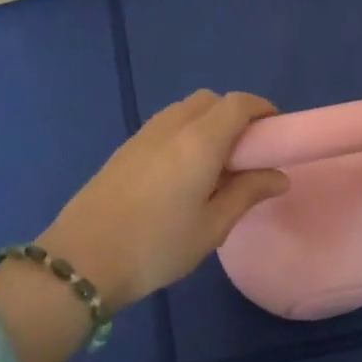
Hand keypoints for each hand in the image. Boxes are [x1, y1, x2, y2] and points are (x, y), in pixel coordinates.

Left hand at [38, 92, 288, 311]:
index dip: (262, 109)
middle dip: (234, 115)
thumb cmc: (157, 246)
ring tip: (216, 166)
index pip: (238, 104)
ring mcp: (142, 136)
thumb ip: (247, 193)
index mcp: (199, 140)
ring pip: (183, 111)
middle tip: (247, 153)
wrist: (83, 260)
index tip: (276, 132)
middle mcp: (171, 127)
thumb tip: (278, 176)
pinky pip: (164, 126)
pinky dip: (184, 134)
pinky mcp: (123, 150)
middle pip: (209, 101)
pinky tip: (184, 173)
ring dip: (207, 124)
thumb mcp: (212, 226)